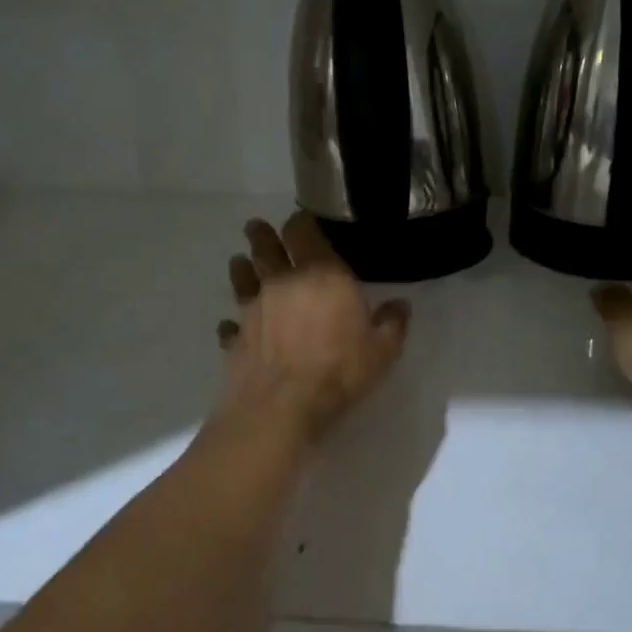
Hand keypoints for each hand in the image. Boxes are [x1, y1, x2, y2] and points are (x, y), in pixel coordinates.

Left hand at [216, 213, 410, 438]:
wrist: (281, 408)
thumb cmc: (338, 371)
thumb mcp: (382, 351)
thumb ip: (392, 324)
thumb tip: (400, 305)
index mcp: (321, 274)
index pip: (302, 231)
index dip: (300, 223)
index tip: (300, 223)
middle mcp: (282, 282)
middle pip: (265, 246)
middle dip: (262, 235)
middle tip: (257, 228)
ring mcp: (253, 308)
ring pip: (242, 277)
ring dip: (242, 268)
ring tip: (241, 263)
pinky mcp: (235, 337)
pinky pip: (231, 324)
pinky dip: (232, 323)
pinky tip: (232, 326)